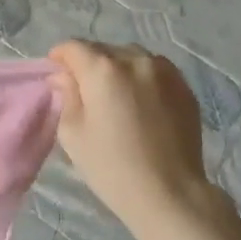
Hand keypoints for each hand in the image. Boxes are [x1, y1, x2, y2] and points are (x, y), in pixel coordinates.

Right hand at [47, 41, 232, 234]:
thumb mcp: (72, 133)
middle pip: (104, 49)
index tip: (55, 72)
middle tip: (82, 88)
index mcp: (103, 70)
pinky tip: (139, 103)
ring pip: (132, 57)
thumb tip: (64, 76)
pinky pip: (155, 71)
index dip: (60, 57)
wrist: (169, 192)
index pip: (74, 47)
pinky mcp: (185, 88)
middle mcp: (136, 60)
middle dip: (89, 63)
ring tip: (113, 94)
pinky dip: (141, 78)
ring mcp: (166, 72)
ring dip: (117, 68)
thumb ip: (67, 95)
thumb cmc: (110, 166)